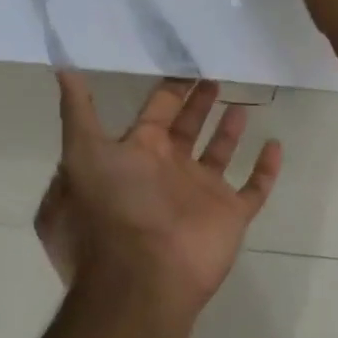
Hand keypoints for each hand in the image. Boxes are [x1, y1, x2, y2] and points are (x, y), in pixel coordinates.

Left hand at [40, 76, 281, 320]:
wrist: (140, 278)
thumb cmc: (111, 211)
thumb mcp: (81, 155)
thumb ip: (78, 112)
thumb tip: (62, 70)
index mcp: (136, 155)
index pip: (155, 112)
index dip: (170, 88)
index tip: (185, 59)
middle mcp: (167, 170)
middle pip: (188, 127)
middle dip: (200, 101)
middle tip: (216, 71)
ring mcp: (199, 194)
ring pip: (220, 153)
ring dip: (230, 129)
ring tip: (243, 100)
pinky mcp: (229, 216)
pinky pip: (253, 188)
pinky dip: (265, 169)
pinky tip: (275, 144)